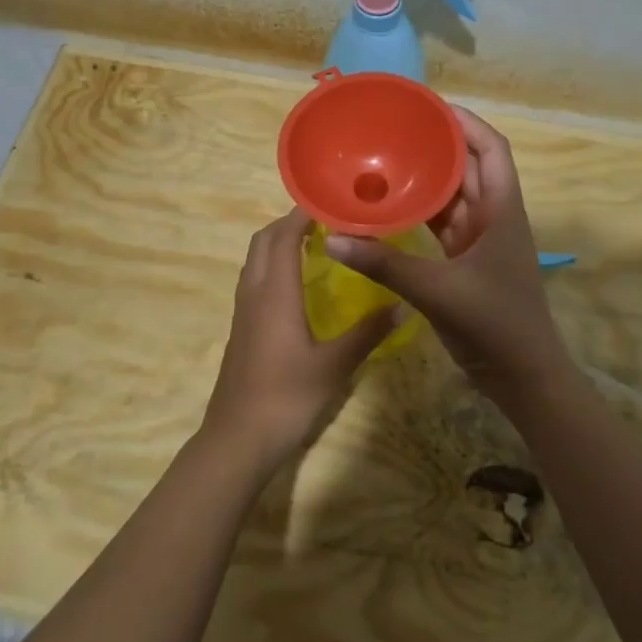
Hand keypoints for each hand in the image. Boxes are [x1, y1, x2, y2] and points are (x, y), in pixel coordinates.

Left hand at [201, 208, 398, 478]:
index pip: (282, 237)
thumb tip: (404, 304)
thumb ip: (367, 333)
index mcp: (274, 293)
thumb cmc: (286, 398)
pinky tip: (298, 285)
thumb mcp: (334, 365)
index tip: (330, 201)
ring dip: (278, 244)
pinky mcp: (242, 328)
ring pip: (255, 261)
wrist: (237, 440)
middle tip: (326, 220)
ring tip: (315, 243)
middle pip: (263, 242)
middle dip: (288, 223)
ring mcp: (244, 311)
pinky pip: (255, 280)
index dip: (301, 214)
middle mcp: (254, 293)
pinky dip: (273, 266)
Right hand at [323, 107, 569, 400]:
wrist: (524, 378)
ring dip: (425, 180)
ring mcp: (480, 242)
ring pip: (452, 197)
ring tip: (386, 159)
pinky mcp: (466, 263)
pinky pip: (441, 226)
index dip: (466, 123)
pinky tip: (389, 208)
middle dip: (437, 146)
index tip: (428, 108)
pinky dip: (419, 214)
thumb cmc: (494, 325)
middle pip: (468, 168)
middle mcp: (493, 217)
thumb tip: (335, 240)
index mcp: (501, 210)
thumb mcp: (438, 291)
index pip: (491, 149)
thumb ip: (386, 265)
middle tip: (394, 130)